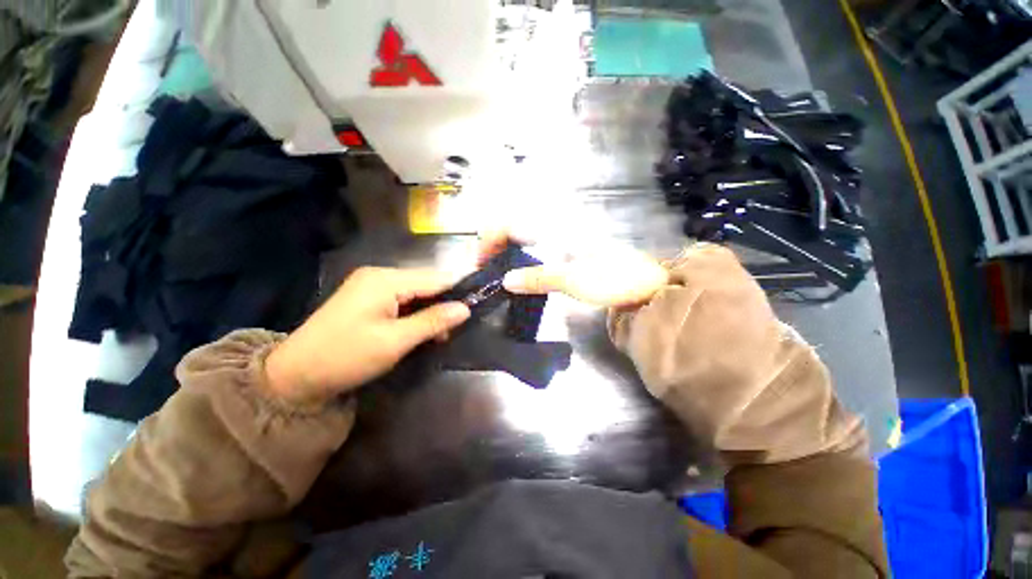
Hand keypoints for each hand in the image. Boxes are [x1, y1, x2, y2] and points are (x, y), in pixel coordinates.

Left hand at [264, 267, 470, 403]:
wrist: (301, 370)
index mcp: (385, 278)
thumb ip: (430, 322)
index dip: (459, 289)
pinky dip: (407, 315)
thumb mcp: (393, 342)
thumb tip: (465, 308)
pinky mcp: (358, 301)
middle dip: (441, 304)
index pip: (433, 276)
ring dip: (424, 312)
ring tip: (441, 336)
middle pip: (420, 283)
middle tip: (458, 332)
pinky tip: (416, 332)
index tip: (484, 302)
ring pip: (407, 293)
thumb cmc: (348, 355)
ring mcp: (364, 287)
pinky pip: (393, 301)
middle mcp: (375, 275)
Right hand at [478, 230, 669, 307]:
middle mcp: (560, 223)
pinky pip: (540, 243)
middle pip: (517, 223)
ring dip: (510, 248)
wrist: (649, 284)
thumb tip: (505, 281)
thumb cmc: (613, 279)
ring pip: (528, 232)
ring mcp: (568, 234)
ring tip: (501, 272)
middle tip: (488, 268)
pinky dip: (525, 253)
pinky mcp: (575, 248)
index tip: (484, 263)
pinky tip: (525, 272)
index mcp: (558, 225)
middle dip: (497, 242)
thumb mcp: (573, 281)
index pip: (512, 220)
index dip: (491, 238)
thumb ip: (537, 278)